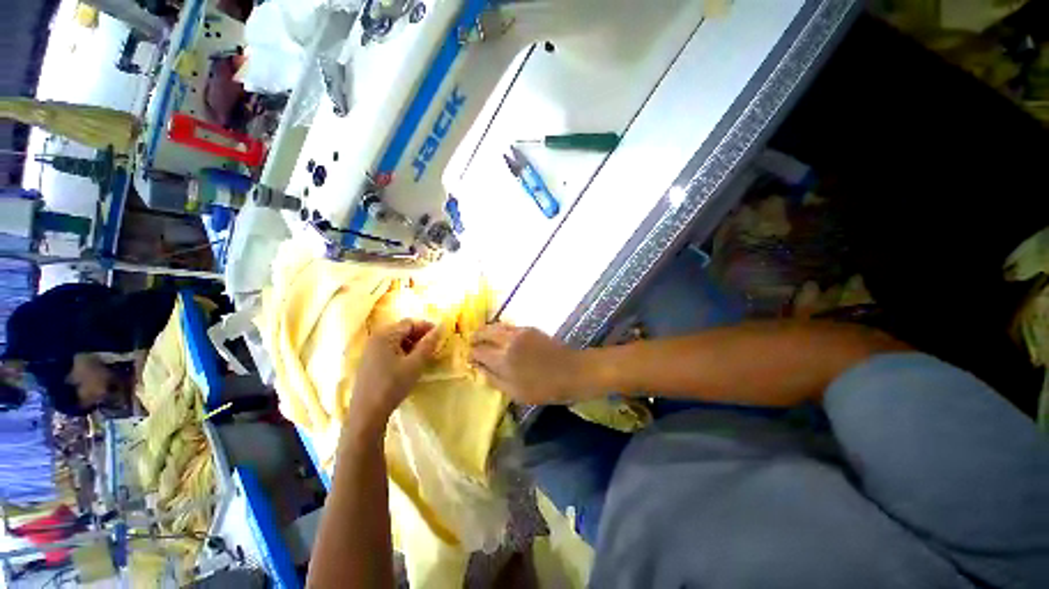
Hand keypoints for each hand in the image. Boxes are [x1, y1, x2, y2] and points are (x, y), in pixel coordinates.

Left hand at [350, 319, 441, 427]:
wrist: (367, 413)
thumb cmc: (393, 385)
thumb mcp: (415, 364)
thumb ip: (428, 344)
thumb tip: (441, 327)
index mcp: (385, 335)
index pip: (410, 323)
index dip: (426, 326)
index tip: (440, 335)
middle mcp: (375, 338)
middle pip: (402, 330)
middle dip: (419, 335)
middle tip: (434, 346)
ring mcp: (370, 350)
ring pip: (396, 340)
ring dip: (412, 344)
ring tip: (424, 355)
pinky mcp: (369, 362)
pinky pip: (389, 349)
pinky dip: (402, 351)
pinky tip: (409, 364)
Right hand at [470, 324, 589, 404]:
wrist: (571, 371)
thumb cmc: (543, 388)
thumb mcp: (515, 393)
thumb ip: (493, 379)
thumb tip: (478, 368)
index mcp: (502, 359)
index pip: (478, 351)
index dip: (471, 354)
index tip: (469, 358)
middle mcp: (507, 341)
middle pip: (484, 332)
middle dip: (475, 336)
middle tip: (471, 342)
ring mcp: (519, 332)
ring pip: (496, 325)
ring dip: (486, 330)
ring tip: (482, 336)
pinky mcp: (529, 328)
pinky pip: (508, 326)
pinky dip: (499, 329)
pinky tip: (500, 335)